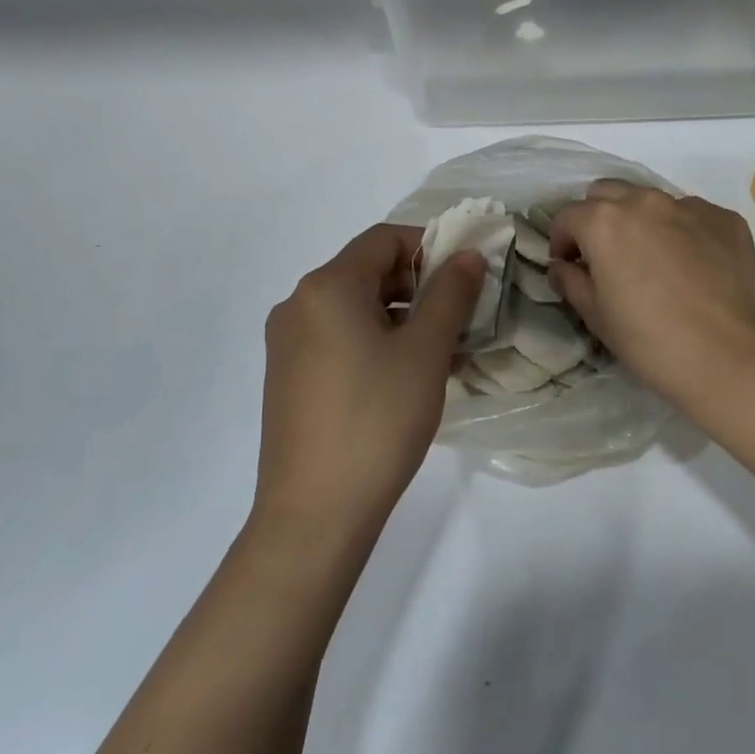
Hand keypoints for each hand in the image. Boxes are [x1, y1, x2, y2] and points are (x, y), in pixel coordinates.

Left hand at [256, 224, 484, 539]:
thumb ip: (450, 293)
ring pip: (355, 309)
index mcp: (327, 286)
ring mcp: (287, 343)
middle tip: (460, 318)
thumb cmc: (377, 419)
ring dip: (401, 318)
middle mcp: (298, 304)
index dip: (429, 247)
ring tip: (442, 353)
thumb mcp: (425, 351)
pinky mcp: (287, 377)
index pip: (383, 239)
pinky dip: (375, 342)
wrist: (314, 513)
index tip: (465, 276)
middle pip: (367, 272)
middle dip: (419, 287)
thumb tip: (467, 255)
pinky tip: (406, 377)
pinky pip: (338, 339)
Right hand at [549, 182, 754, 409]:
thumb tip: (562, 266)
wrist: (732, 358)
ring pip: (651, 200)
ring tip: (651, 259)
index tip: (568, 266)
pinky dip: (682, 231)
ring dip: (640, 221)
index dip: (561, 241)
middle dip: (597, 218)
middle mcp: (644, 201)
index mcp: (604, 222)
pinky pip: (692, 215)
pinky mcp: (726, 219)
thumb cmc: (651, 342)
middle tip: (605, 255)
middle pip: (607, 193)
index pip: (568, 216)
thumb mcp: (597, 317)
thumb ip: (571, 282)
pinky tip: (692, 266)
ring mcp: (690, 206)